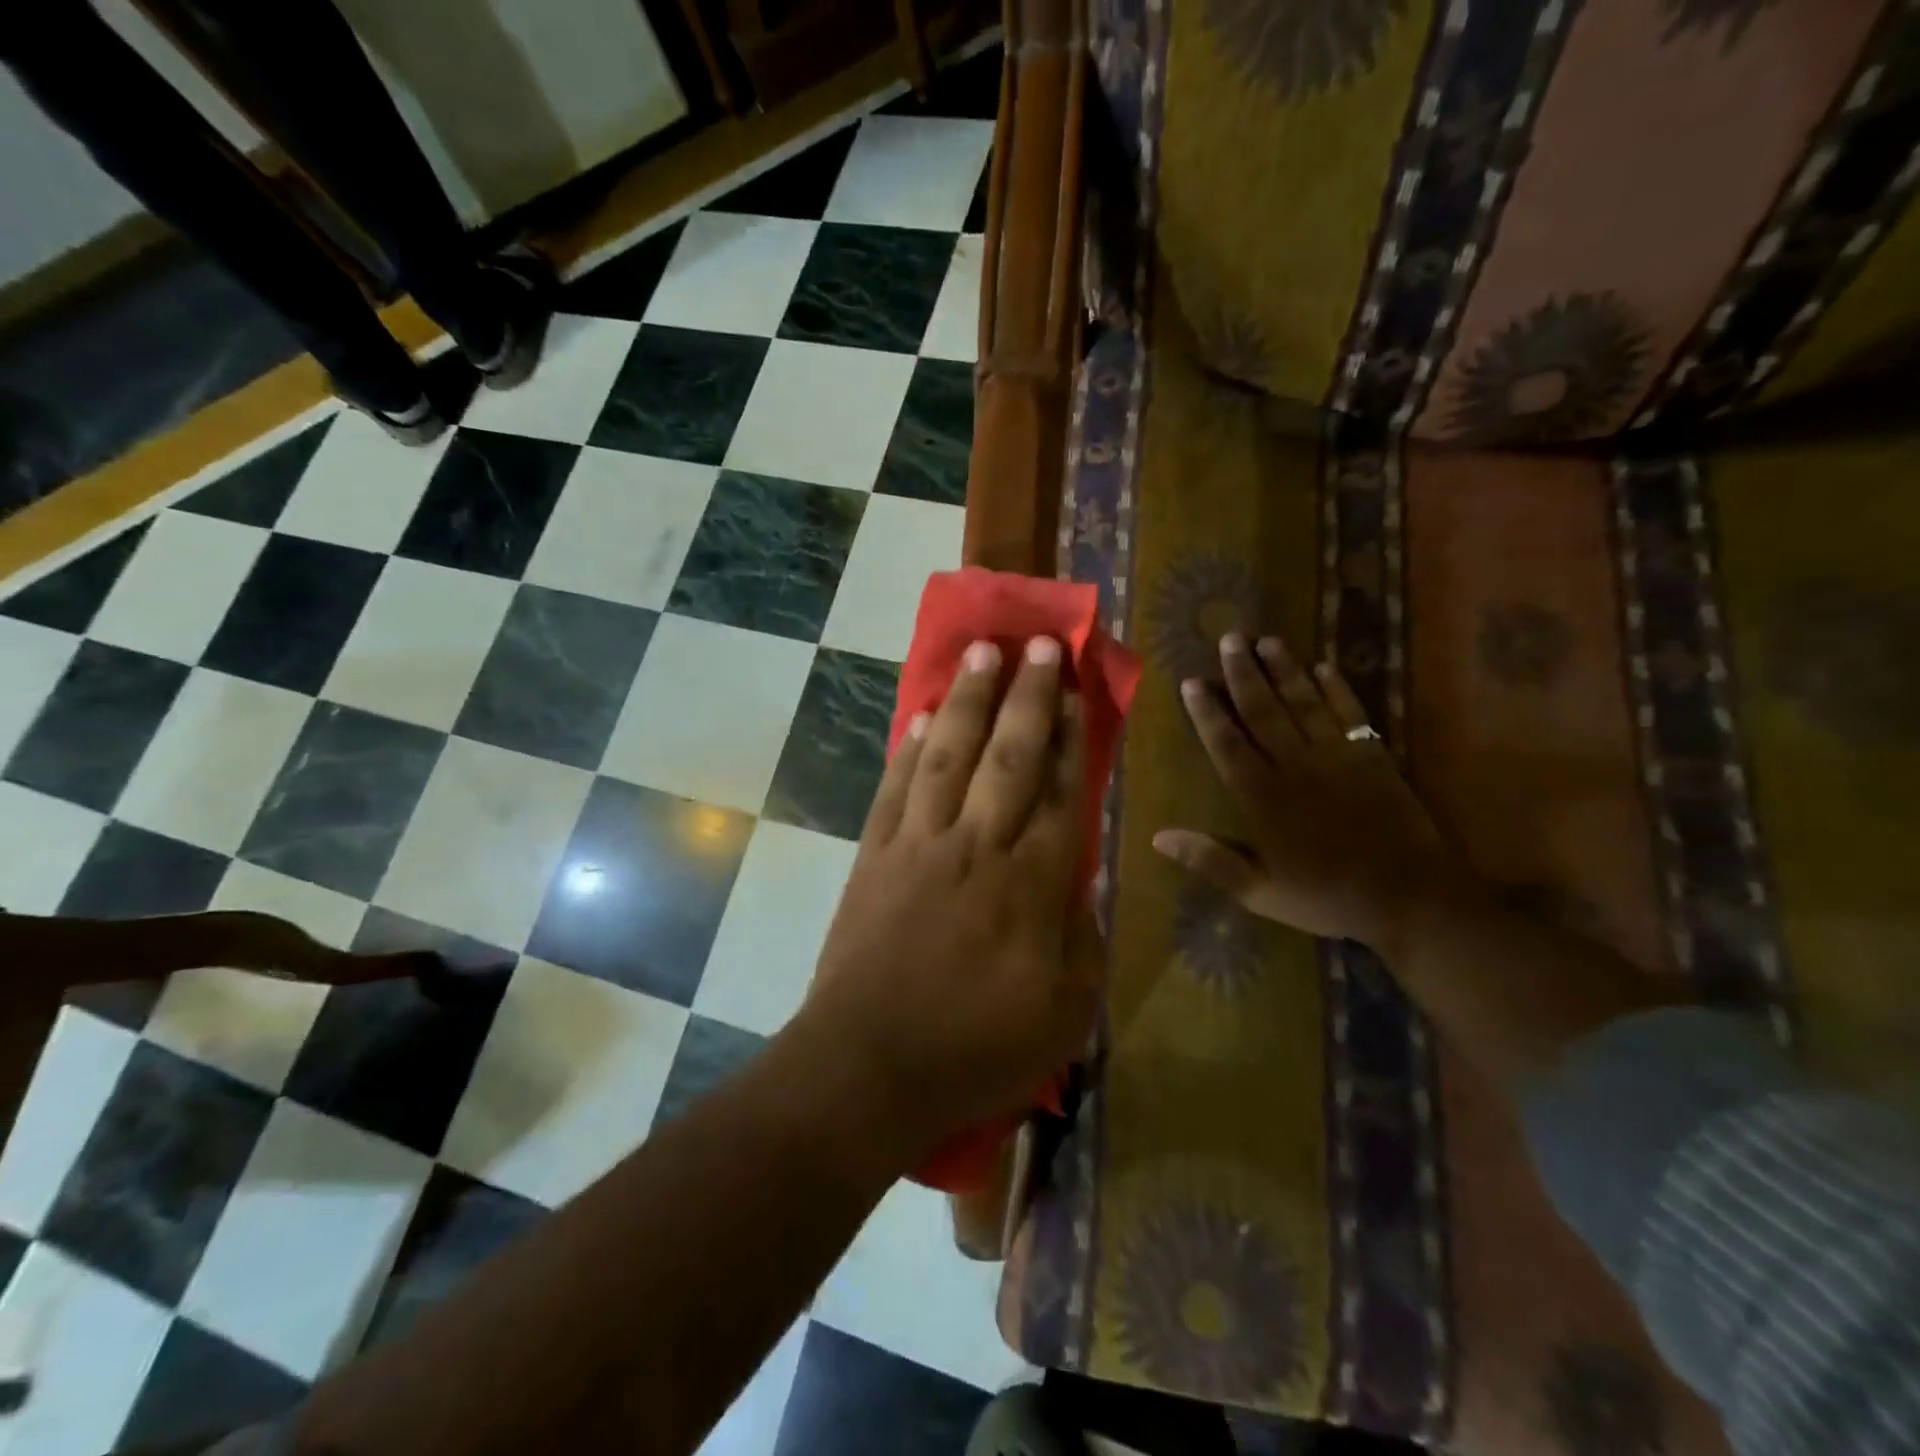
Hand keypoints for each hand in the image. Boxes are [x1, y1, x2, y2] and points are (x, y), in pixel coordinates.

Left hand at [803, 637, 1100, 1159]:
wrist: (867, 1067)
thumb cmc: (975, 1050)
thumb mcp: (1064, 1015)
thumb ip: (1085, 940)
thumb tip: (1088, 877)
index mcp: (1031, 885)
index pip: (1061, 793)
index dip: (1073, 737)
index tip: (1078, 689)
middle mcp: (977, 846)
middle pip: (1009, 756)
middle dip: (1028, 695)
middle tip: (1037, 643)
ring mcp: (919, 844)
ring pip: (949, 755)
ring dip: (967, 700)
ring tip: (981, 653)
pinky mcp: (874, 855)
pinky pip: (896, 787)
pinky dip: (910, 747)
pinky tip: (921, 715)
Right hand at [1153, 632, 1454, 950]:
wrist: (1408, 898)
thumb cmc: (1326, 897)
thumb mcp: (1259, 891)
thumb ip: (1210, 860)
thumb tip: (1158, 836)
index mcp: (1263, 797)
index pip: (1227, 745)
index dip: (1208, 712)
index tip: (1193, 682)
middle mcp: (1295, 766)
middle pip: (1263, 711)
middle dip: (1243, 674)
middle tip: (1229, 639)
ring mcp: (1336, 757)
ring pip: (1304, 703)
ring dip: (1284, 670)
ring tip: (1267, 640)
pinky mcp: (1372, 757)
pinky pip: (1351, 714)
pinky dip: (1338, 689)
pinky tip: (1325, 666)